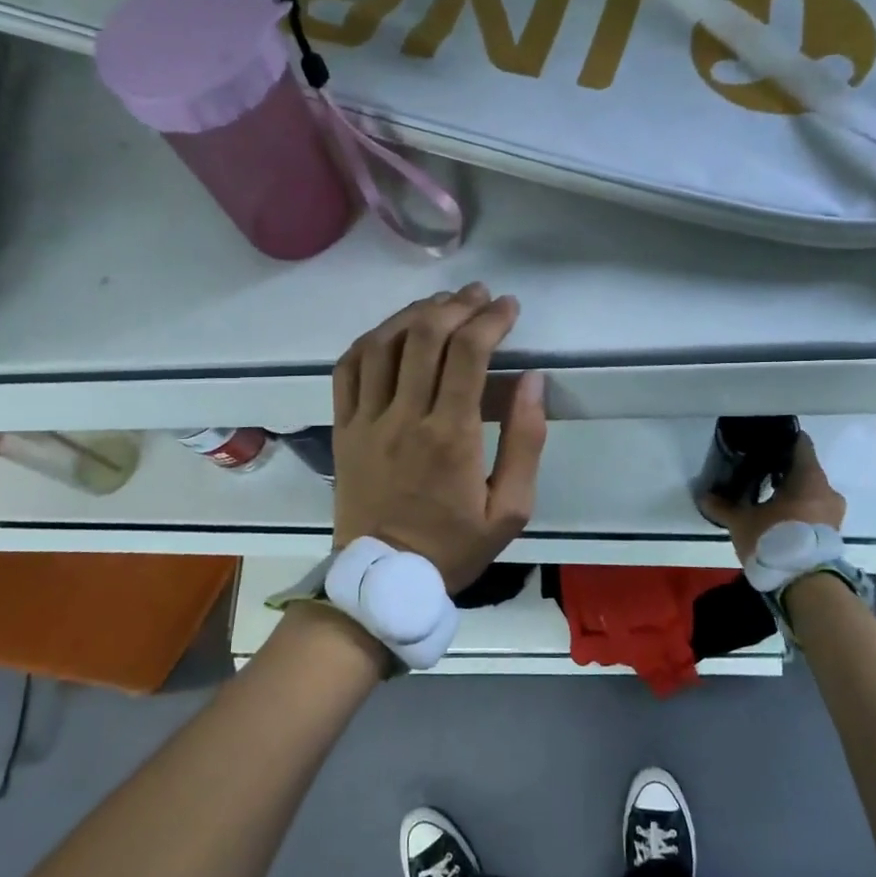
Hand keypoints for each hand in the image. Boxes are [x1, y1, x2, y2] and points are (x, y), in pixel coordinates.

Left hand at [331, 283, 547, 591]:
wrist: (384, 579)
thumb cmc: (454, 547)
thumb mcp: (510, 510)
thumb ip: (525, 442)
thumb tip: (533, 381)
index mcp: (450, 436)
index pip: (467, 353)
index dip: (490, 319)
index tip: (508, 307)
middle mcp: (404, 417)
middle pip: (424, 336)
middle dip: (456, 305)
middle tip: (478, 297)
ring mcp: (366, 420)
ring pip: (382, 343)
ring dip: (414, 314)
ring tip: (440, 304)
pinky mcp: (343, 428)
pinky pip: (347, 368)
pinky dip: (370, 340)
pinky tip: (391, 332)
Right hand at [698, 431, 845, 562]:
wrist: (806, 585)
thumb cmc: (775, 540)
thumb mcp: (742, 522)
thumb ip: (723, 507)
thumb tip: (703, 496)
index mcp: (809, 477)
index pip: (801, 445)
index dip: (783, 441)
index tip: (765, 443)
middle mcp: (827, 490)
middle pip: (805, 470)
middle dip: (783, 471)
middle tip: (759, 472)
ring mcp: (833, 513)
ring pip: (810, 493)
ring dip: (792, 493)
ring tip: (766, 498)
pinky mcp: (832, 533)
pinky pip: (814, 511)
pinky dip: (798, 510)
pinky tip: (778, 518)